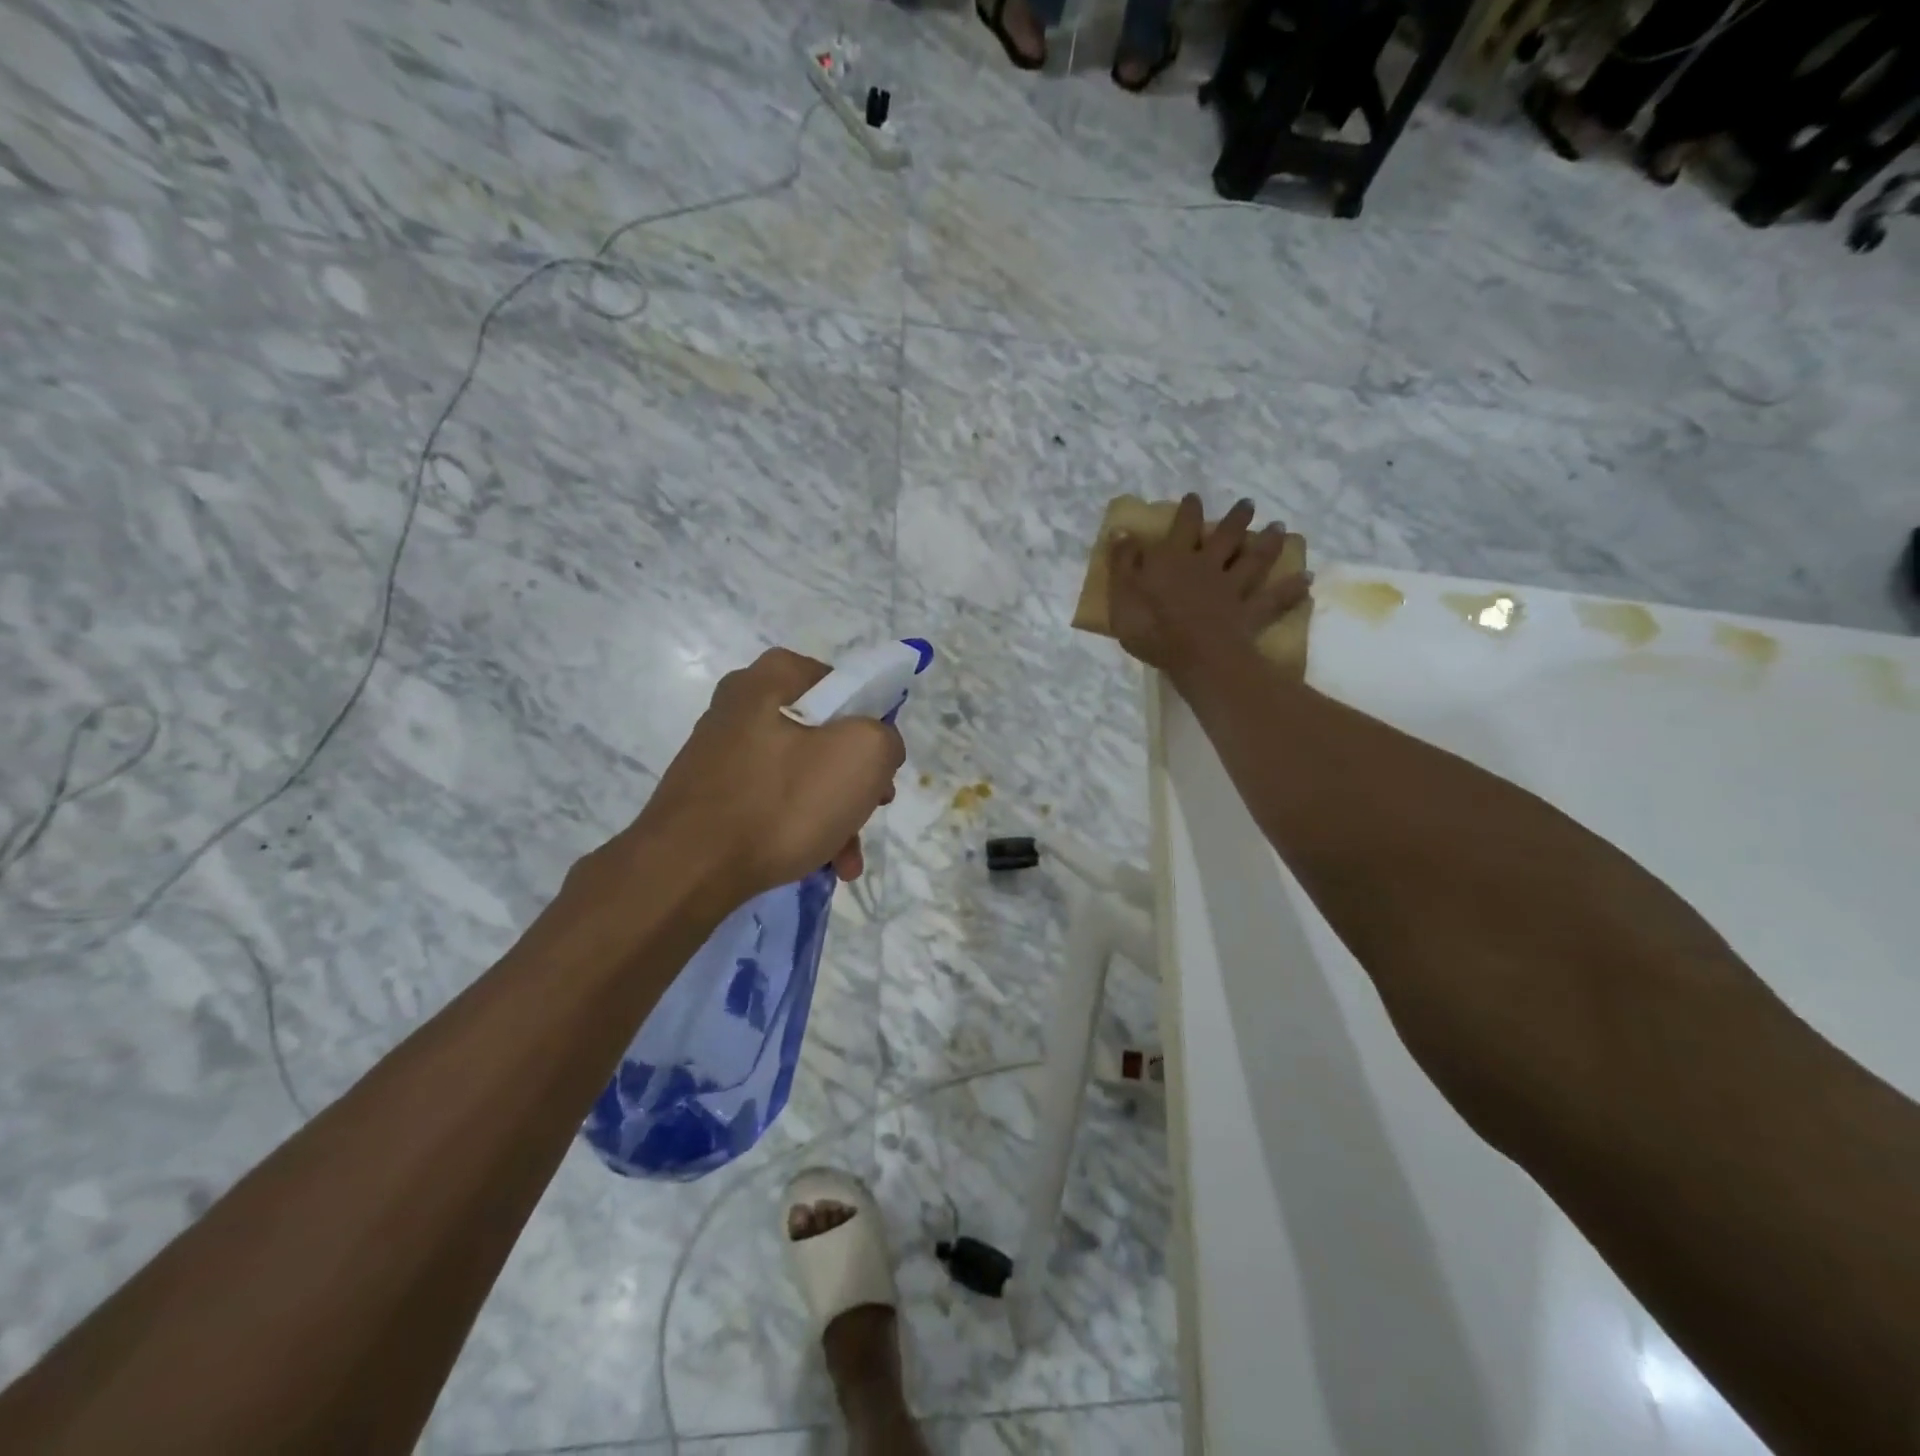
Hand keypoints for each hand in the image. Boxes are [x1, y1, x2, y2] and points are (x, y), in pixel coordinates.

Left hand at [601, 648, 905, 909]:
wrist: (686, 869)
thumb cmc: (782, 801)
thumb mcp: (862, 755)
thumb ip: (886, 738)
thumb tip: (877, 747)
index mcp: (772, 677)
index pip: (846, 686)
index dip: (873, 726)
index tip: (881, 767)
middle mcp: (741, 703)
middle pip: (825, 735)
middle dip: (855, 781)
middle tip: (871, 810)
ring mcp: (721, 749)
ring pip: (801, 774)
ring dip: (833, 814)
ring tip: (845, 860)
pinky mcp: (711, 792)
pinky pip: (772, 800)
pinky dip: (799, 827)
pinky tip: (817, 864)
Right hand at [1108, 494, 1311, 675]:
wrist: (1195, 655)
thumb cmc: (1151, 628)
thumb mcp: (1122, 595)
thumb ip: (1123, 563)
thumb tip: (1122, 532)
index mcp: (1174, 560)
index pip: (1182, 527)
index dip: (1188, 511)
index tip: (1194, 497)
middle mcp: (1207, 566)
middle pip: (1225, 537)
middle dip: (1236, 519)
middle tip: (1249, 504)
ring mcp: (1232, 589)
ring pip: (1254, 561)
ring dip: (1267, 544)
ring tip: (1279, 529)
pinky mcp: (1250, 613)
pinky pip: (1274, 599)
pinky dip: (1291, 590)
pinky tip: (1306, 580)